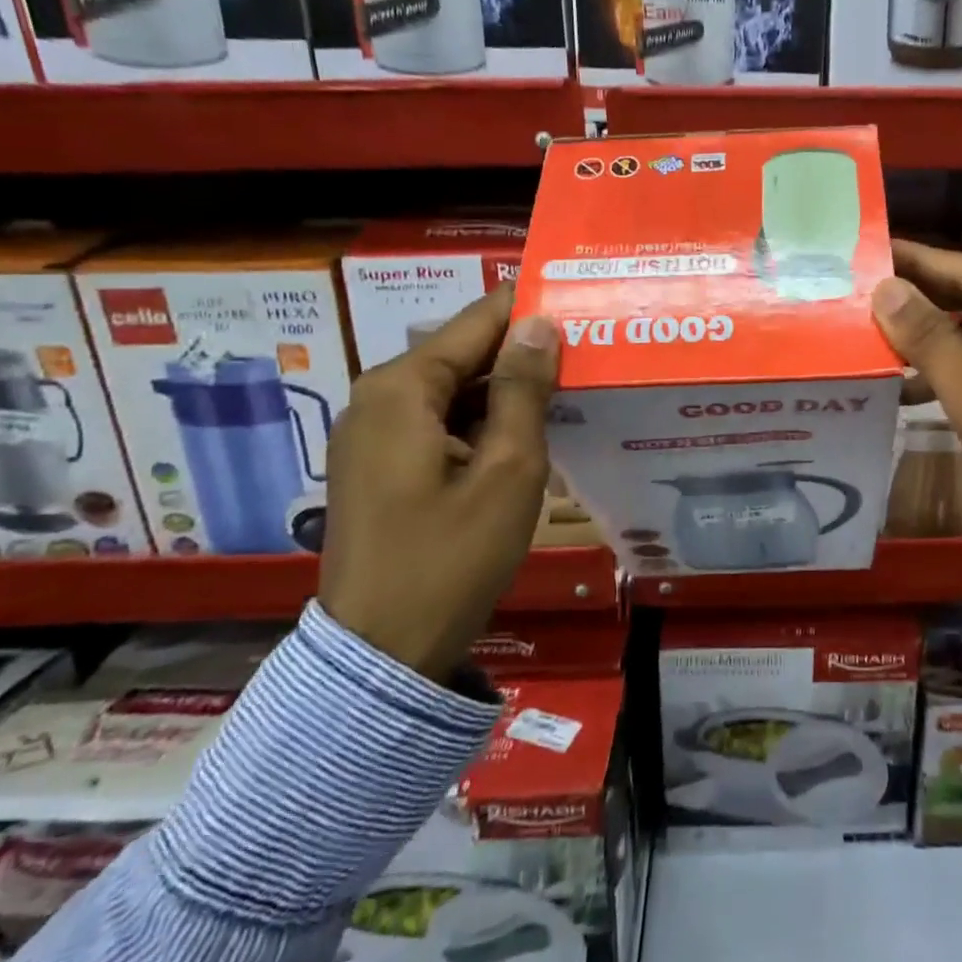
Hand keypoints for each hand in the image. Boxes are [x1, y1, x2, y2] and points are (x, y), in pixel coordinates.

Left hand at [319, 286, 558, 681]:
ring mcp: (373, 433)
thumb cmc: (451, 558)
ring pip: (453, 388)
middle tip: (589, 352)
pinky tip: (527, 433)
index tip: (582, 305)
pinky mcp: (380, 464)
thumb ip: (524, 390)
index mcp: (402, 387)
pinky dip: (482, 421)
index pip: (478, 321)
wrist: (381, 657)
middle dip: (523, 352)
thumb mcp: (507, 470)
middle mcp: (378, 397)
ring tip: (570, 388)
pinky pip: (439, 421)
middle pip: (463, 352)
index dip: (530, 309)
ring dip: (506, 390)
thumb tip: (540, 322)